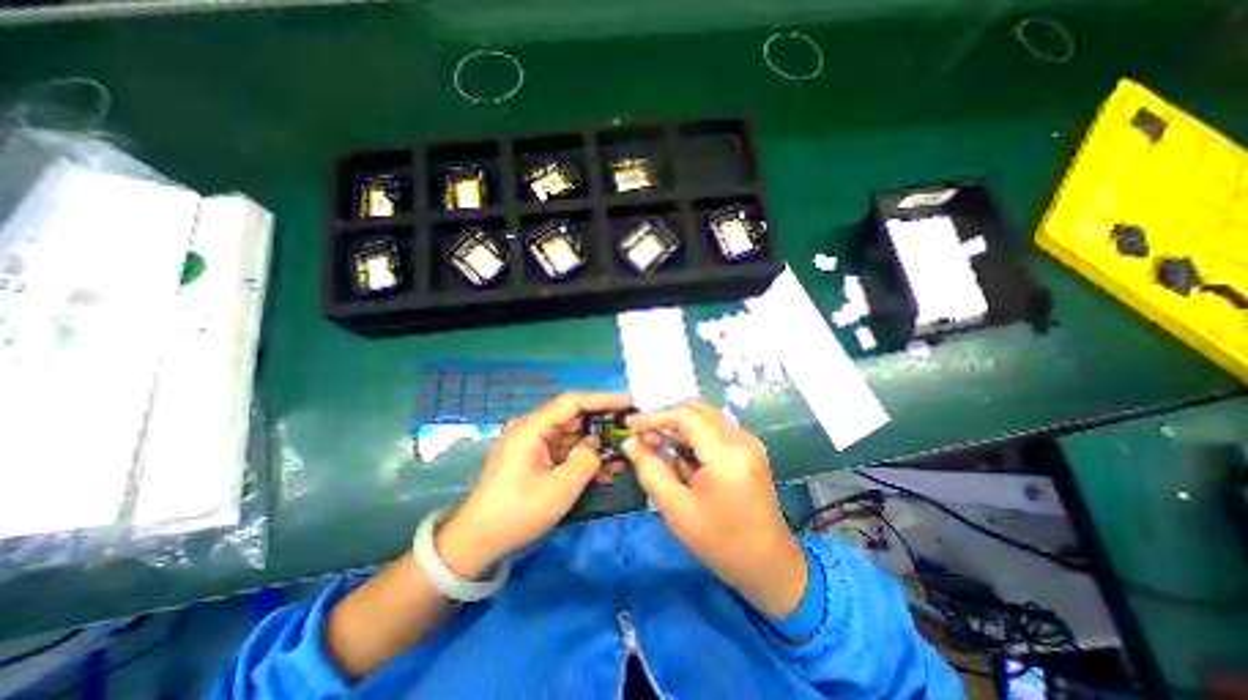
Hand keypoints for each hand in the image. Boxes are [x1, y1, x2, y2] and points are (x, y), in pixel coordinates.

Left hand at [438, 393, 633, 578]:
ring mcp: (535, 444)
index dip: (603, 399)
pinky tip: (606, 470)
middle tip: (631, 428)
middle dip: (604, 423)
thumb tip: (596, 444)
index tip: (629, 402)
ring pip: (573, 435)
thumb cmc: (518, 513)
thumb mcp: (560, 489)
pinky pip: (566, 451)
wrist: (478, 541)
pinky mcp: (537, 459)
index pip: (573, 401)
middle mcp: (533, 429)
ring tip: (624, 454)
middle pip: (575, 416)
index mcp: (533, 428)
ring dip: (597, 444)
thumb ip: (586, 460)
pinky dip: (584, 458)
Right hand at [624, 400, 809, 616]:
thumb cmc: (720, 542)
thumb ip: (650, 470)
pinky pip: (715, 429)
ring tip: (658, 446)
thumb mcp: (677, 508)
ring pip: (706, 416)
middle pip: (698, 409)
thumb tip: (630, 442)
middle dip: (667, 417)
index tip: (630, 422)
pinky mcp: (749, 449)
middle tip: (643, 434)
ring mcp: (749, 442)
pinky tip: (681, 456)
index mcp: (727, 454)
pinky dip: (694, 435)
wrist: (768, 565)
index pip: (686, 416)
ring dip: (680, 426)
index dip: (655, 416)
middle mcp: (742, 439)